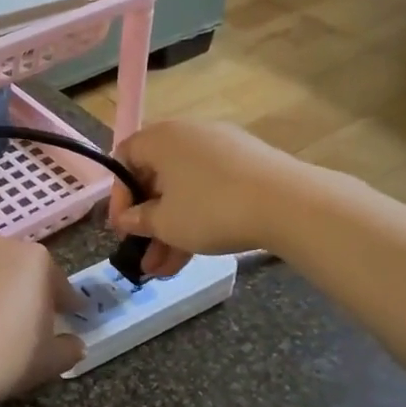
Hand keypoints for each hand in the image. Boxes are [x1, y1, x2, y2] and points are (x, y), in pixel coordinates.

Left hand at [0, 235, 84, 406]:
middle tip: (37, 323)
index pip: (60, 284)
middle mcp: (1, 248)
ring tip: (2, 327)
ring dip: (2, 294)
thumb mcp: (49, 360)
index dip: (69, 304)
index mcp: (36, 259)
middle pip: (25, 272)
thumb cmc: (6, 356)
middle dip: (33, 293)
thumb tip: (74, 344)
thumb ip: (69, 349)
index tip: (73, 317)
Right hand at [110, 120, 294, 276]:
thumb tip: (127, 219)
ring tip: (164, 271)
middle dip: (148, 222)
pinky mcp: (247, 164)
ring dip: (172, 229)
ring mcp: (221, 148)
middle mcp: (188, 135)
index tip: (123, 228)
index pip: (125, 158)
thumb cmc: (210, 209)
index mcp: (160, 138)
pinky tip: (194, 254)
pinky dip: (198, 217)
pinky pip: (210, 189)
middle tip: (144, 255)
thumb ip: (139, 221)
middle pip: (157, 178)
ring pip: (185, 190)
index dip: (119, 196)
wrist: (287, 203)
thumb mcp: (166, 223)